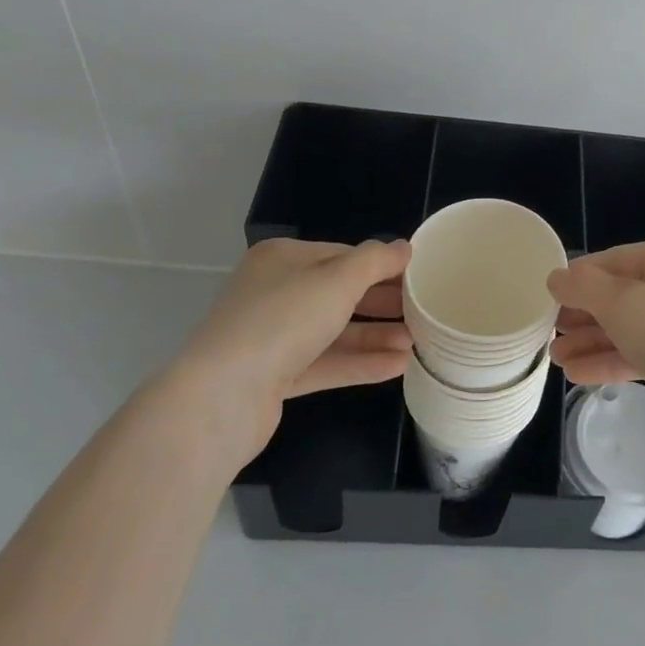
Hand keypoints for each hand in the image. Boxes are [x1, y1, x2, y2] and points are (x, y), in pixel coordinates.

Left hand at [168, 238, 413, 463]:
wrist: (221, 397)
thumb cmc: (283, 320)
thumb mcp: (339, 279)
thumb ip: (376, 261)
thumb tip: (404, 247)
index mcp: (283, 259)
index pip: (343, 255)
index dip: (381, 266)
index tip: (417, 277)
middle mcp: (275, 292)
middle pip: (339, 294)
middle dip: (382, 304)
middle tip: (423, 312)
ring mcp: (272, 337)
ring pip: (334, 331)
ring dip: (375, 336)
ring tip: (417, 343)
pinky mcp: (273, 377)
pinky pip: (324, 363)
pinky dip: (358, 363)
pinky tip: (397, 366)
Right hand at [547, 237, 644, 458]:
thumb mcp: (622, 303)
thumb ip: (584, 288)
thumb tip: (555, 277)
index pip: (616, 259)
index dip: (580, 277)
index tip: (547, 295)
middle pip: (623, 295)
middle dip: (584, 314)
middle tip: (548, 330)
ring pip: (631, 329)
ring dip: (593, 341)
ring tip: (554, 358)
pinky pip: (643, 356)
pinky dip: (612, 362)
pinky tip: (578, 375)